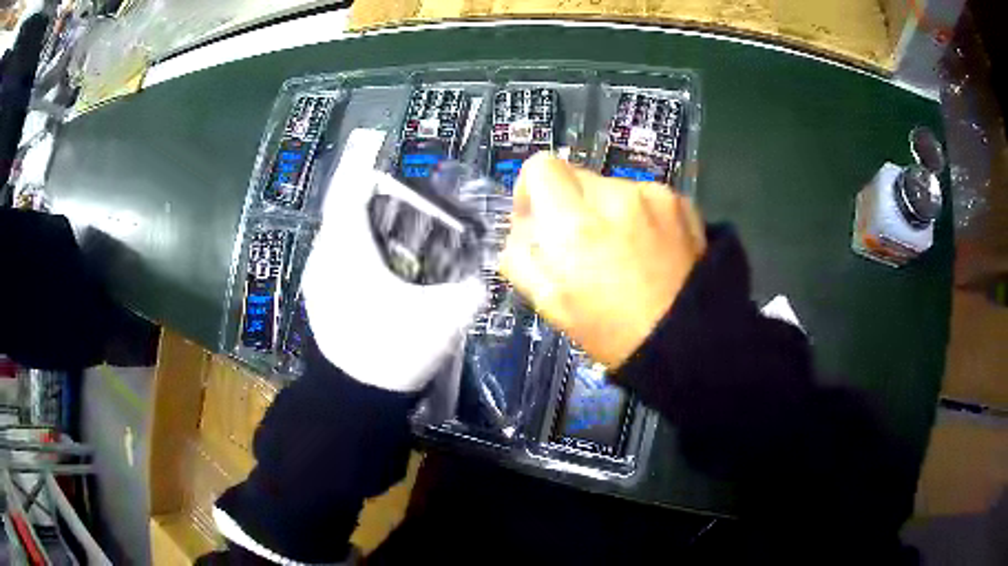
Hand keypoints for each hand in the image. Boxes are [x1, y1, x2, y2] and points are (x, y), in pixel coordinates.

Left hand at [302, 171, 484, 391]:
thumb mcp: (443, 321)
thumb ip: (471, 291)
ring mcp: (317, 277)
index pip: (352, 189)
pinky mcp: (318, 297)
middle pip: (346, 209)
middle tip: (414, 213)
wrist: (353, 402)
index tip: (403, 178)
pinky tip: (384, 274)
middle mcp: (324, 254)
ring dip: (367, 229)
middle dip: (378, 204)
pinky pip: (336, 257)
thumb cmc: (392, 351)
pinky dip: (358, 253)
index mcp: (347, 248)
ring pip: (340, 234)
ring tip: (402, 241)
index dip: (375, 174)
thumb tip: (484, 277)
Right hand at [500, 153, 705, 367]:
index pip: (540, 166)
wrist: (686, 340)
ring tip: (624, 252)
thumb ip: (521, 255)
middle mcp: (614, 196)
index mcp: (574, 224)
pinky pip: (643, 196)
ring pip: (611, 187)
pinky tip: (651, 249)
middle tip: (584, 245)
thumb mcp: (549, 303)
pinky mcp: (680, 201)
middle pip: (575, 176)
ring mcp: (652, 195)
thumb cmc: (611, 332)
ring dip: (606, 210)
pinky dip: (638, 214)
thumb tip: (522, 227)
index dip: (532, 190)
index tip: (541, 221)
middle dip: (570, 204)